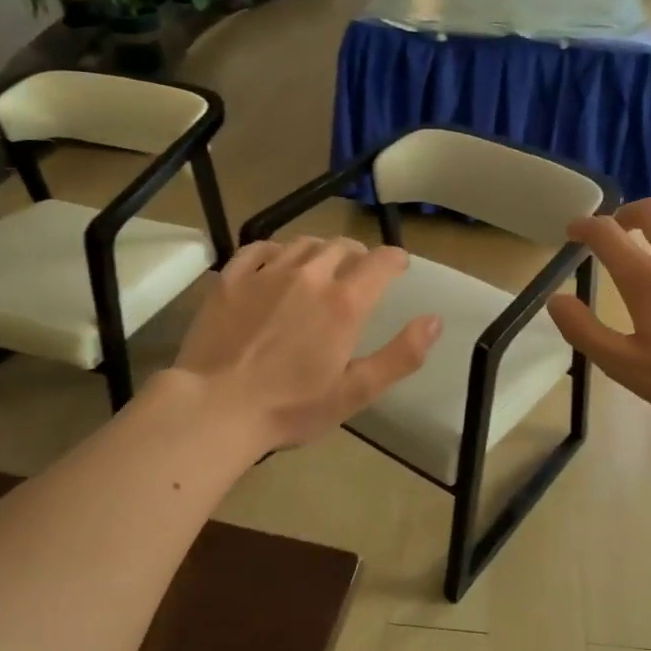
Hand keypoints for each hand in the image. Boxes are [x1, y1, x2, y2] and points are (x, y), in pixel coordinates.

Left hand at [172, 236, 440, 452]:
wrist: (215, 408)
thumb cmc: (291, 406)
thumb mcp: (356, 391)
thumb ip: (401, 355)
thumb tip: (435, 320)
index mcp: (344, 302)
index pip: (380, 262)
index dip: (395, 259)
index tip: (399, 265)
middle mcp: (309, 275)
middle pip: (342, 246)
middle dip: (358, 254)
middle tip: (360, 271)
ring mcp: (266, 273)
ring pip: (303, 243)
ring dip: (321, 250)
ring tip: (322, 265)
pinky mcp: (230, 279)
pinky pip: (259, 249)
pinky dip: (276, 250)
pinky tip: (276, 262)